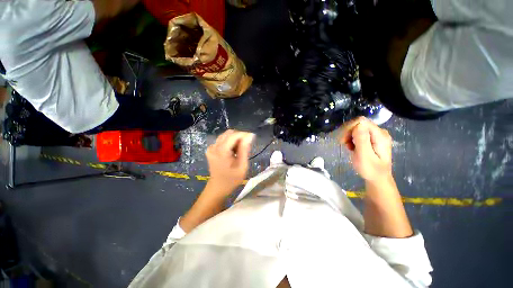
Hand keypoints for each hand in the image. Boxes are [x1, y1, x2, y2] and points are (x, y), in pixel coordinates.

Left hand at [205, 130, 254, 194]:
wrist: (217, 188)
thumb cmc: (231, 180)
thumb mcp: (242, 166)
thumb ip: (245, 150)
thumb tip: (249, 136)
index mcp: (222, 151)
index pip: (234, 135)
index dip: (244, 134)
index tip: (252, 138)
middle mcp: (214, 147)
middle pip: (229, 133)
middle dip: (239, 137)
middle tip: (246, 147)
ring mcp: (211, 148)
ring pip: (226, 136)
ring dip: (235, 140)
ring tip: (239, 150)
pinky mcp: (211, 149)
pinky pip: (222, 140)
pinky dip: (230, 143)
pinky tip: (233, 152)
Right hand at [339, 117, 392, 182]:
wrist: (377, 179)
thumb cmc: (371, 170)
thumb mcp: (365, 156)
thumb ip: (362, 140)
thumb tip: (358, 124)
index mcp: (380, 135)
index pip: (361, 121)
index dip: (349, 128)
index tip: (343, 140)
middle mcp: (379, 132)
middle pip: (359, 124)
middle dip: (348, 132)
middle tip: (344, 144)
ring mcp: (376, 135)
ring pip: (357, 128)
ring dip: (349, 136)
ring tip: (348, 147)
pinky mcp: (372, 139)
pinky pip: (358, 133)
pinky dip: (352, 139)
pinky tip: (352, 147)